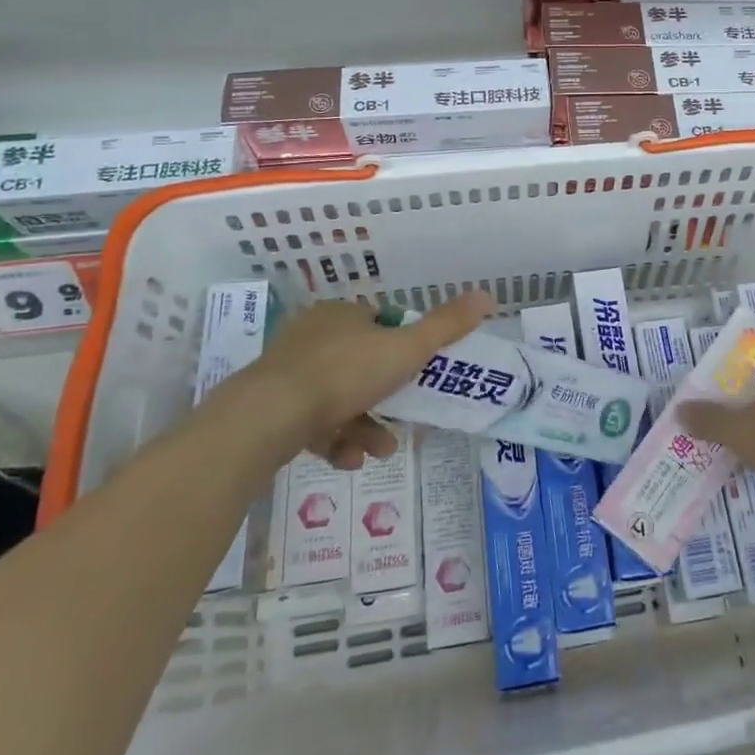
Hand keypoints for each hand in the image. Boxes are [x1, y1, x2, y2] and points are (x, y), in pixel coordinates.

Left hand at [209, 292, 491, 469]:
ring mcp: (288, 374)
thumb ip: (446, 326)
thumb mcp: (406, 349)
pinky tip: (349, 460)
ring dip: (366, 425)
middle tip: (406, 419)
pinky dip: (336, 441)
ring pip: (339, 399)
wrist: (268, 417)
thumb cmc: (344, 373)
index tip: (419, 373)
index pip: (380, 324)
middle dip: (388, 397)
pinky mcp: (271, 410)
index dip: (403, 348)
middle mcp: (312, 338)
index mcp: (340, 315)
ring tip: (381, 451)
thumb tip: (487, 294)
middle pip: (362, 365)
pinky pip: (313, 424)